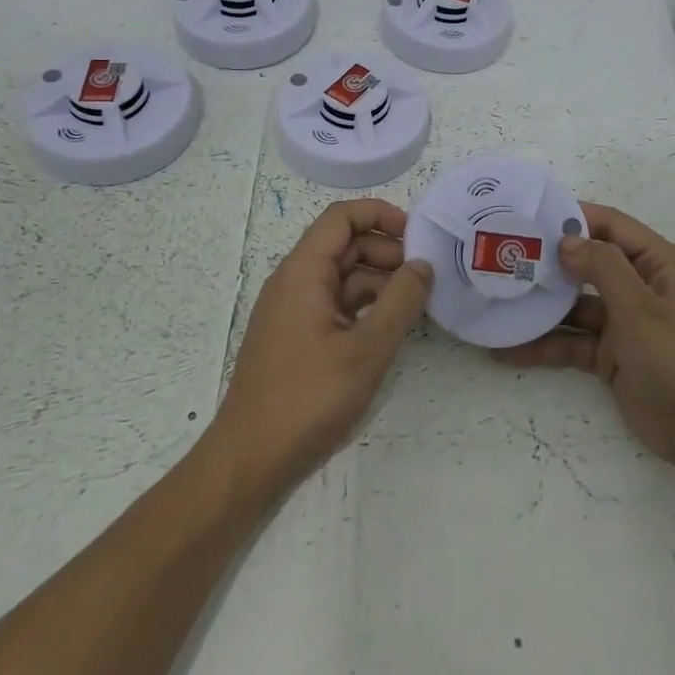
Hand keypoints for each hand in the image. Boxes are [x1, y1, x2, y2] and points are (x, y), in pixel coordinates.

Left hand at [209, 198, 432, 498]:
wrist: (250, 459)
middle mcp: (294, 281)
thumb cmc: (308, 398)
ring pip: (342, 276)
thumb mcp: (367, 349)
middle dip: (387, 251)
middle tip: (425, 277)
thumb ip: (401, 301)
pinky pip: (335, 304)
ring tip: (416, 304)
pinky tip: (390, 328)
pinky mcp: (297, 337)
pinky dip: (365, 306)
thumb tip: (423, 264)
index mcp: (303, 272)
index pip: (342, 217)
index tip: (418, 236)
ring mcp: (293, 310)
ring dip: (379, 281)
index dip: (381, 215)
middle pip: (344, 244)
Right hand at [494, 203, 674, 478]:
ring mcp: (624, 322)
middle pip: (590, 264)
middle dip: (551, 261)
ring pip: (575, 304)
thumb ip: (602, 267)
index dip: (576, 217)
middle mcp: (640, 286)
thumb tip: (567, 239)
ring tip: (497, 299)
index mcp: (658, 264)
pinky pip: (572, 341)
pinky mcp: (610, 355)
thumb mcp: (639, 308)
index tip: (532, 216)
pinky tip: (507, 349)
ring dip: (542, 305)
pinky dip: (544, 344)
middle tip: (505, 254)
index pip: (612, 226)